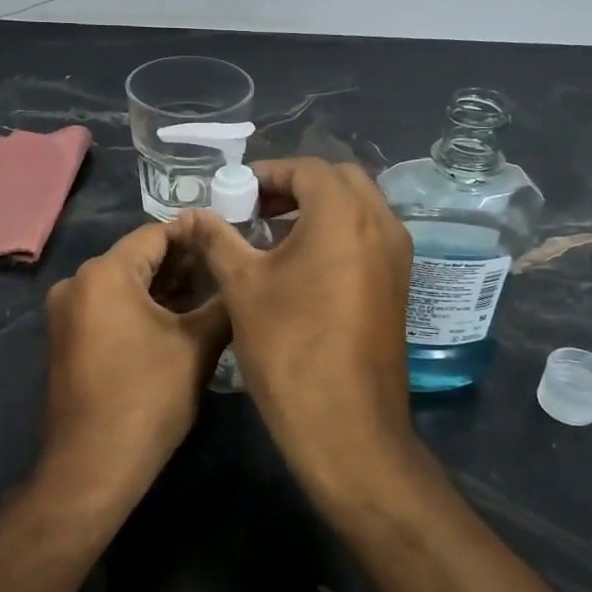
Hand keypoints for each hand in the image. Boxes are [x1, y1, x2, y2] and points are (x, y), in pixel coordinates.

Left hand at [40, 221, 230, 502]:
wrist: (93, 466)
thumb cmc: (148, 397)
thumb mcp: (197, 345)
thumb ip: (223, 301)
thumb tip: (241, 275)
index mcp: (104, 273)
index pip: (156, 234)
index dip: (195, 234)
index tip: (230, 237)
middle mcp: (77, 283)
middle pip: (138, 257)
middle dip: (183, 262)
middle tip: (226, 266)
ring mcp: (68, 313)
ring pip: (125, 284)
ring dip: (165, 286)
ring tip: (211, 291)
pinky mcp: (68, 339)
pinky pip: (110, 307)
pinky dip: (142, 306)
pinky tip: (179, 317)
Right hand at [175, 159, 414, 482]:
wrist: (345, 423)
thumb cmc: (289, 346)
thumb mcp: (242, 287)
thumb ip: (217, 239)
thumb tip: (193, 216)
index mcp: (344, 214)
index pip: (307, 168)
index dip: (267, 173)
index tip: (235, 191)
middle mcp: (381, 224)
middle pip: (339, 180)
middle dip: (295, 186)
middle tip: (255, 209)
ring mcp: (396, 256)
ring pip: (358, 208)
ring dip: (318, 208)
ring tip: (272, 235)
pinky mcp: (398, 285)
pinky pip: (367, 237)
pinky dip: (337, 233)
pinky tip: (301, 265)